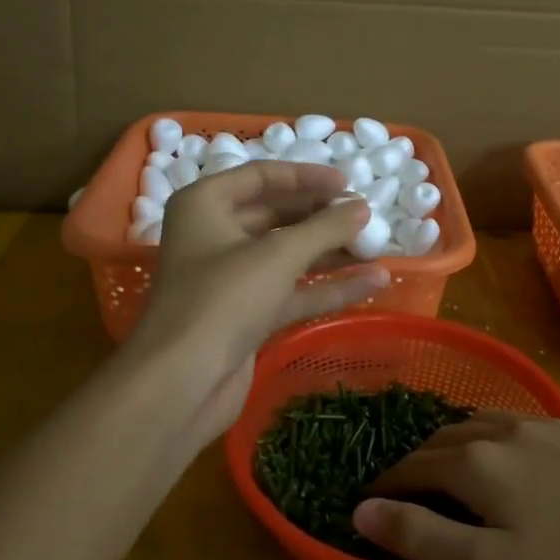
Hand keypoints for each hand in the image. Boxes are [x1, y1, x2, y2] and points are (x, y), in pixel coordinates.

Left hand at [128, 162, 388, 436]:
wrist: (182, 384)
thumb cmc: (223, 299)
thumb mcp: (278, 255)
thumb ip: (325, 227)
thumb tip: (363, 207)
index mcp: (206, 204)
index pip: (262, 176)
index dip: (307, 177)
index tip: (348, 184)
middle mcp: (214, 235)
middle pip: (276, 214)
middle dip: (322, 216)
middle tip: (365, 216)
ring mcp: (230, 278)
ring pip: (287, 255)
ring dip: (330, 252)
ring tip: (377, 247)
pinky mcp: (246, 315)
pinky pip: (292, 290)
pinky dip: (327, 286)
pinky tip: (371, 283)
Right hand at [354, 415, 559, 559]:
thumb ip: (420, 535)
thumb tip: (361, 510)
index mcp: (479, 461)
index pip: (416, 465)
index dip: (388, 483)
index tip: (370, 500)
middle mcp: (509, 429)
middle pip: (449, 437)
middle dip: (421, 459)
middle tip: (410, 488)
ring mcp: (553, 426)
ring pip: (489, 423)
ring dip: (462, 442)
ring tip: (457, 466)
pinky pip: (530, 427)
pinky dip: (505, 440)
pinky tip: (522, 461)